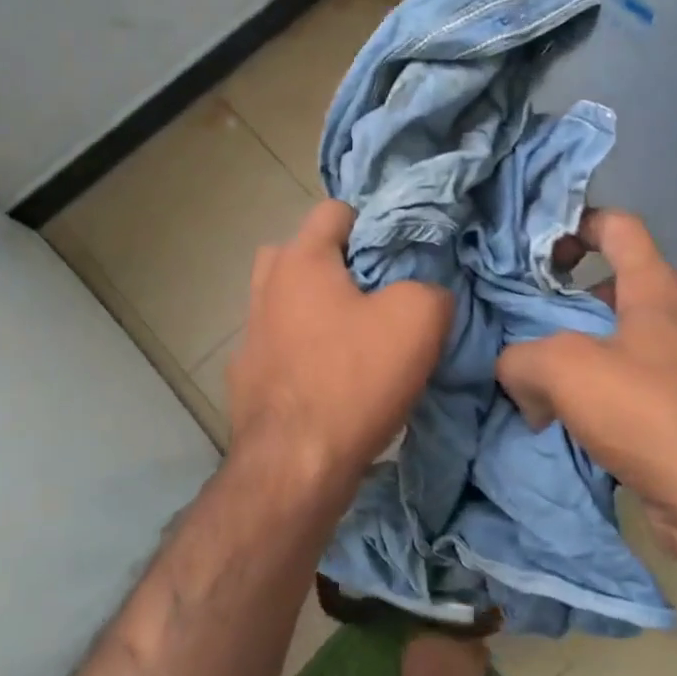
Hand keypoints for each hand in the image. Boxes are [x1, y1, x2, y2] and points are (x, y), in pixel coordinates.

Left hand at [227, 200, 451, 487]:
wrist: (295, 465)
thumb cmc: (354, 379)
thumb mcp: (418, 320)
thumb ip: (430, 288)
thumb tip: (423, 293)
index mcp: (300, 260)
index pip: (335, 210)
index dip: (373, 223)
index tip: (400, 256)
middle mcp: (266, 286)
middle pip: (303, 252)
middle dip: (339, 265)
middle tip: (375, 294)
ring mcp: (249, 333)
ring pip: (288, 300)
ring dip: (318, 308)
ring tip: (356, 337)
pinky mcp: (247, 375)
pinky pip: (281, 345)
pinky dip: (303, 350)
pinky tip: (329, 378)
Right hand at [496, 209, 676, 557]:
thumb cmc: (648, 412)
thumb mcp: (564, 369)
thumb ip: (521, 358)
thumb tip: (518, 375)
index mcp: (656, 288)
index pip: (618, 227)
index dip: (576, 223)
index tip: (535, 248)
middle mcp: (674, 317)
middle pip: (614, 284)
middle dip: (567, 296)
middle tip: (525, 314)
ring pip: (615, 337)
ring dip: (574, 348)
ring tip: (530, 370)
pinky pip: (623, 381)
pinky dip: (590, 390)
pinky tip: (557, 415)